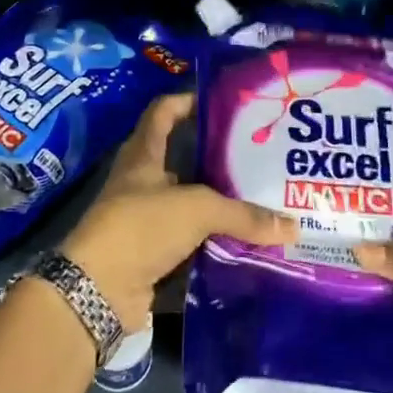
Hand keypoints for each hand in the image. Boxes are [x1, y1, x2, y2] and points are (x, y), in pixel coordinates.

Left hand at [62, 93, 295, 330]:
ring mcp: (145, 222)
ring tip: (263, 204)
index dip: (187, 101)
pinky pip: (191, 246)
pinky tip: (247, 247)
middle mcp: (142, 184)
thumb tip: (293, 227)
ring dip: (220, 209)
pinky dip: (215, 248)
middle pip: (182, 162)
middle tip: (259, 160)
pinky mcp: (152, 257)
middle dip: (218, 161)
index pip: (163, 113)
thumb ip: (243, 215)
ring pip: (190, 208)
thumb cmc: (141, 227)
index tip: (223, 102)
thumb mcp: (196, 209)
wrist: (98, 291)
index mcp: (143, 156)